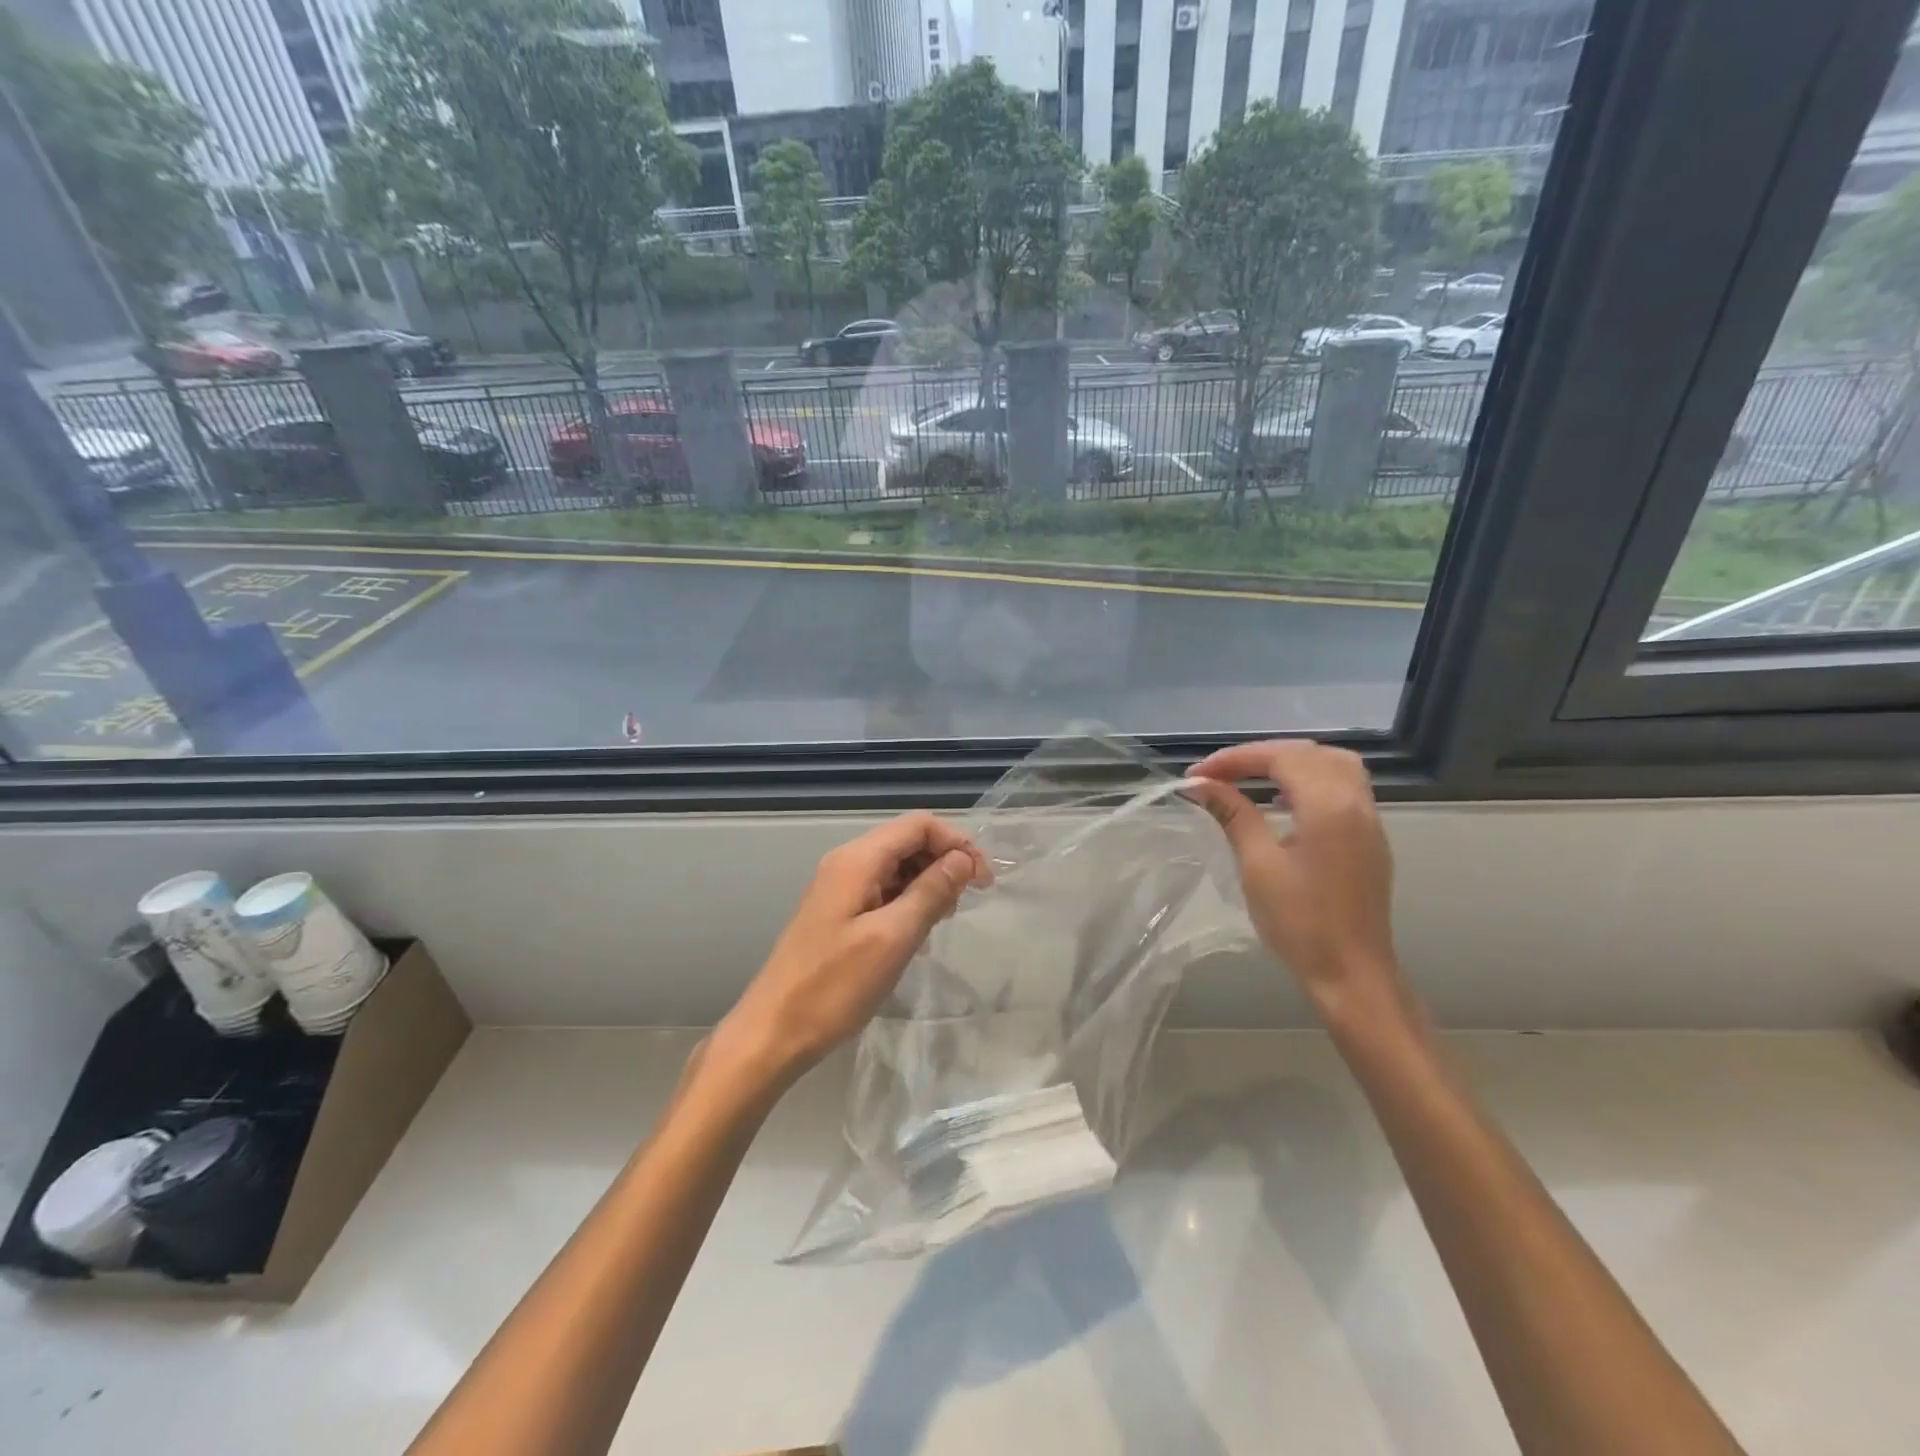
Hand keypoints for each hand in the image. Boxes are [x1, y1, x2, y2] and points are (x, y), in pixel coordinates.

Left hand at [715, 812, 991, 1087]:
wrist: (773, 1032)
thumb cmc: (835, 985)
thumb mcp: (894, 938)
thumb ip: (931, 891)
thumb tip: (963, 859)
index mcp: (857, 860)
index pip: (918, 825)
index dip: (957, 843)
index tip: (983, 880)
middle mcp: (846, 863)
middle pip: (907, 841)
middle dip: (944, 862)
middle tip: (966, 902)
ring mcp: (839, 888)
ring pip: (896, 867)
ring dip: (927, 883)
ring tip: (942, 920)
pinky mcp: (837, 912)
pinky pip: (881, 891)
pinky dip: (907, 902)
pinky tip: (916, 934)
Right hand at [1185, 740, 1400, 1016]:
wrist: (1352, 974)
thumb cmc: (1300, 923)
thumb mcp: (1258, 865)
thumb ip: (1233, 815)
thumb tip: (1200, 785)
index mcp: (1329, 806)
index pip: (1280, 758)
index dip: (1235, 758)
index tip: (1197, 775)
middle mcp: (1356, 802)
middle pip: (1309, 753)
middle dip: (1260, 755)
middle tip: (1220, 773)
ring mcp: (1369, 820)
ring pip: (1332, 764)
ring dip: (1289, 763)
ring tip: (1250, 779)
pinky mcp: (1370, 837)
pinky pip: (1343, 787)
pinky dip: (1309, 780)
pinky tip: (1283, 802)